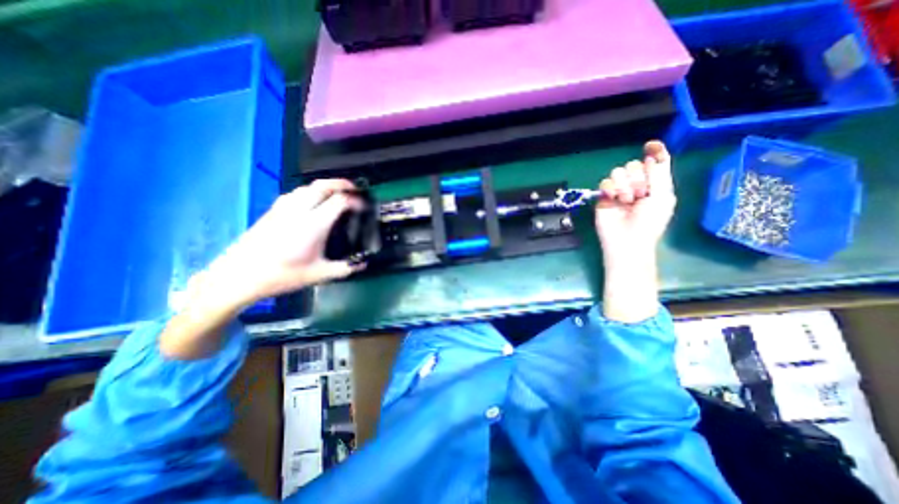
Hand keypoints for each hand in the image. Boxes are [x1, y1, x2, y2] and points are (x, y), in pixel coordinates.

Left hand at [191, 180, 363, 309]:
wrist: (238, 276)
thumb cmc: (281, 276)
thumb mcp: (318, 275)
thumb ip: (344, 268)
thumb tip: (363, 263)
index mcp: (313, 225)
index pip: (339, 201)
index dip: (355, 201)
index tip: (364, 207)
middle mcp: (299, 211)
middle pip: (322, 186)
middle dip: (341, 184)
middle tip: (354, 189)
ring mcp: (283, 209)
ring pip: (307, 187)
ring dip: (325, 186)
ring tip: (336, 193)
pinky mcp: (272, 212)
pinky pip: (295, 193)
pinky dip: (309, 191)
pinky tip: (311, 201)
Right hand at [595, 140, 674, 264]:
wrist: (627, 239)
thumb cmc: (649, 222)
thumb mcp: (662, 197)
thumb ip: (659, 174)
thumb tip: (651, 155)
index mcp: (655, 184)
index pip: (654, 162)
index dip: (654, 151)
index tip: (650, 146)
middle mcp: (637, 184)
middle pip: (634, 164)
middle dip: (638, 177)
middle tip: (640, 194)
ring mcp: (619, 190)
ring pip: (618, 171)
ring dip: (624, 185)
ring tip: (626, 200)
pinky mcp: (604, 197)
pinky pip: (605, 182)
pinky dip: (610, 189)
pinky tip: (613, 199)